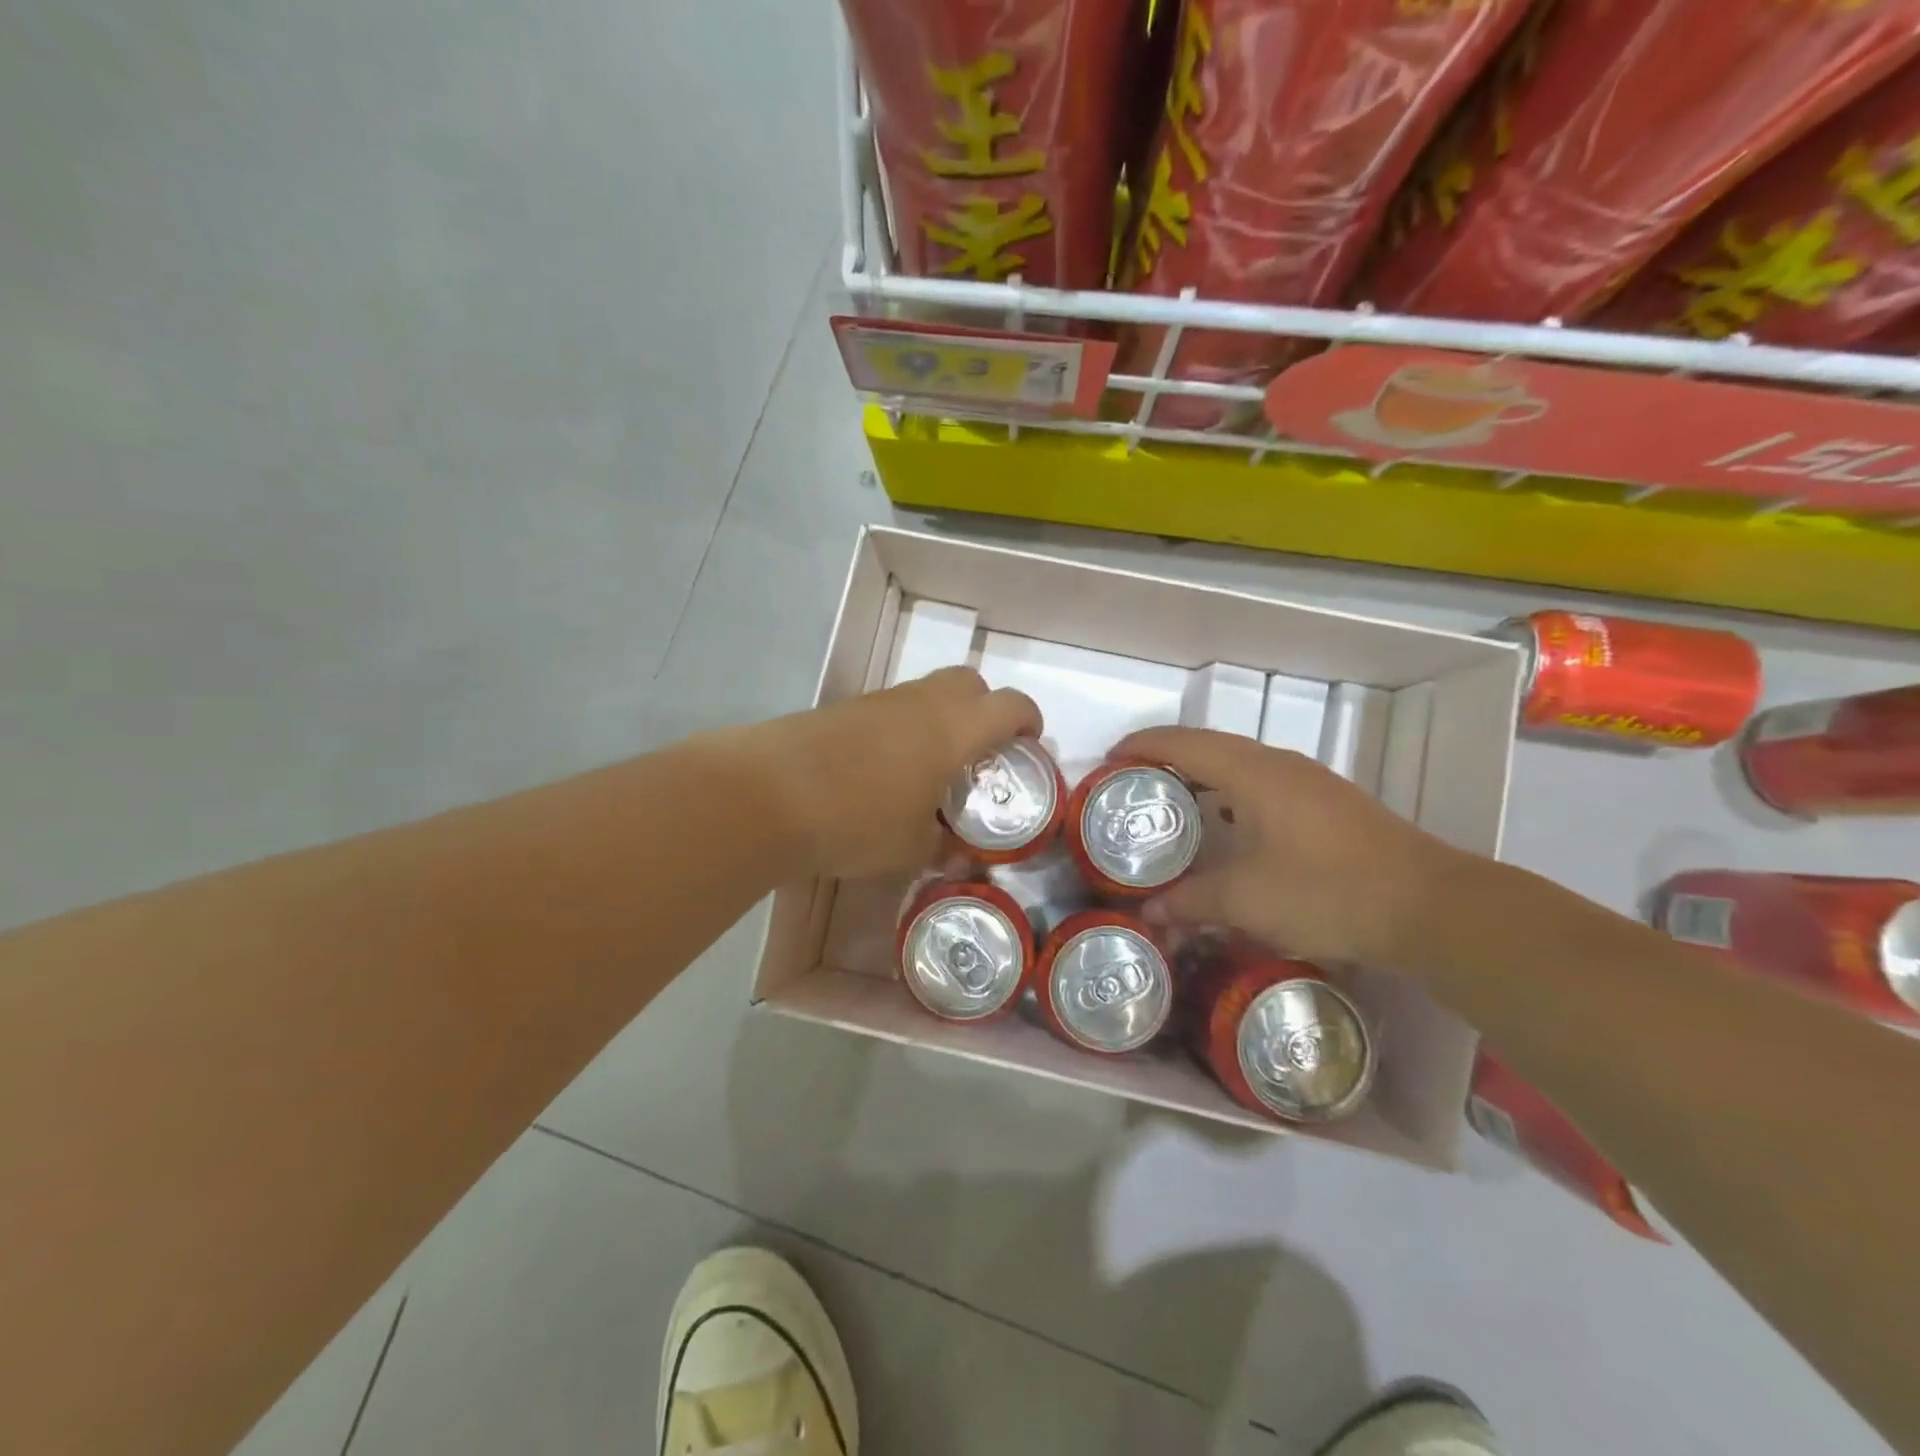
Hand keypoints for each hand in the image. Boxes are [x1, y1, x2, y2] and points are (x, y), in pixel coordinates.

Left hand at [717, 667, 1041, 879]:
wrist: (767, 794)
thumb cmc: (856, 821)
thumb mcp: (910, 848)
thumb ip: (943, 845)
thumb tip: (955, 850)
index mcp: (954, 729)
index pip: (1010, 705)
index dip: (1029, 721)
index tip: (1029, 745)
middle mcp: (921, 703)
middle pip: (969, 682)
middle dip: (985, 709)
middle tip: (978, 754)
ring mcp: (878, 700)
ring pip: (926, 693)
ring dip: (940, 719)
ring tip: (928, 769)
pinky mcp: (843, 708)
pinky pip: (889, 709)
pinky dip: (901, 729)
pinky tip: (882, 771)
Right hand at [1115, 726, 1466, 966]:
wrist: (1429, 906)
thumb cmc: (1327, 892)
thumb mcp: (1246, 901)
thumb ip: (1191, 901)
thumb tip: (1149, 912)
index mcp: (1251, 773)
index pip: (1182, 743)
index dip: (1141, 746)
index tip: (1108, 761)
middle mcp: (1277, 764)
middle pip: (1208, 746)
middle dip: (1165, 759)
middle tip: (1130, 786)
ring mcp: (1307, 781)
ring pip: (1238, 763)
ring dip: (1200, 776)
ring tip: (1171, 804)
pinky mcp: (1326, 802)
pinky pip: (1261, 782)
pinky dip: (1229, 793)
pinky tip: (1227, 828)